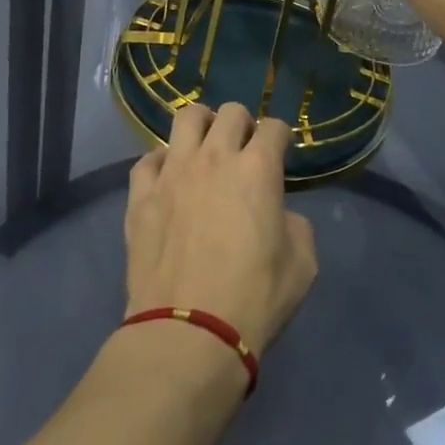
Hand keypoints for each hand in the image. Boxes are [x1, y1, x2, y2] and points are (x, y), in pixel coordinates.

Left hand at [124, 103, 317, 355]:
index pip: (275, 127)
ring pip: (185, 118)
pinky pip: (148, 160)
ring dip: (202, 125)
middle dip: (243, 125)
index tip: (280, 153)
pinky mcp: (141, 194)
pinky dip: (162, 163)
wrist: (189, 331)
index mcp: (258, 169)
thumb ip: (294, 224)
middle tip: (244, 150)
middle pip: (230, 112)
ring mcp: (173, 172)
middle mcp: (214, 157)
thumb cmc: (255, 298)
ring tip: (205, 146)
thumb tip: (276, 213)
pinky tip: (168, 179)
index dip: (281, 137)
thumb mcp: (303, 263)